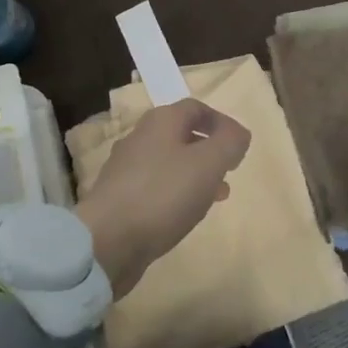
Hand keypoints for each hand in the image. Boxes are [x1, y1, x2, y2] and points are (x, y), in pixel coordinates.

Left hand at [77, 98, 251, 297]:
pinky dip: (175, 194)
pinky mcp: (119, 198)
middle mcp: (140, 138)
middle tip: (229, 171)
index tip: (239, 145)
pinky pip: (155, 187)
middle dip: (209, 151)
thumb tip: (239, 133)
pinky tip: (184, 215)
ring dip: (195, 175)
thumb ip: (229, 143)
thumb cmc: (163, 194)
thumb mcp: (208, 163)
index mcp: (161, 121)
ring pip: (169, 163)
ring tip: (216, 197)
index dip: (221, 123)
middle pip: (181, 135)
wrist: (108, 239)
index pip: (196, 108)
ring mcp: (126, 168)